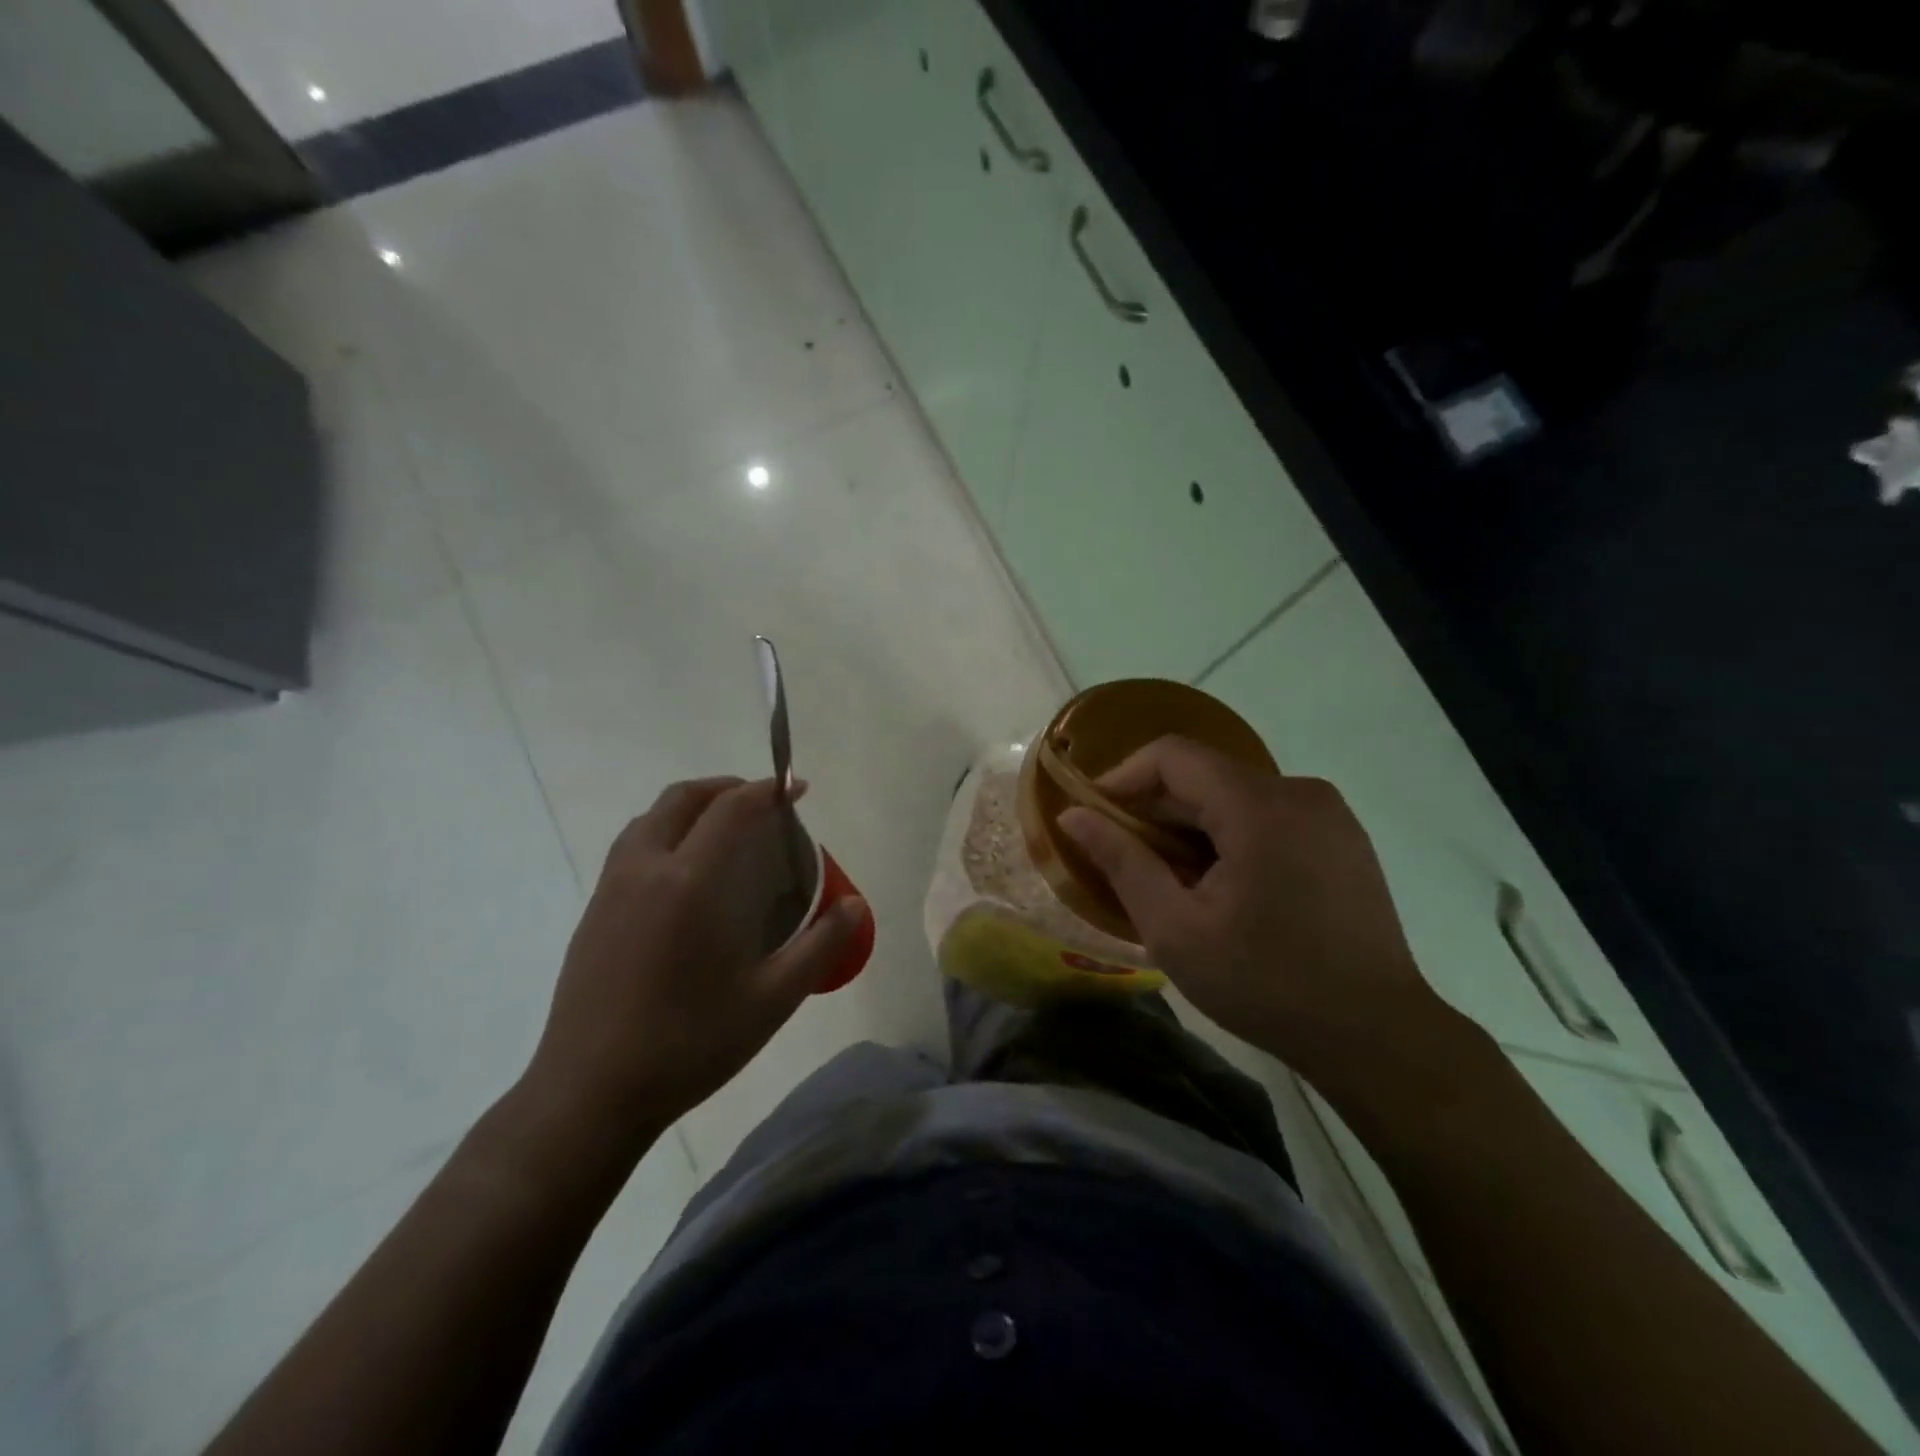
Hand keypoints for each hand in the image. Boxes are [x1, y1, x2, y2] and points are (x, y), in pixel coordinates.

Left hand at [521, 777, 866, 1157]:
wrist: (589, 1096)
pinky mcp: (592, 914)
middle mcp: (644, 870)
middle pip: (682, 798)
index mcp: (689, 881)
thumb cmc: (688, 1044)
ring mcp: (610, 890)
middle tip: (761, 805)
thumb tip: (855, 906)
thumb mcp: (772, 999)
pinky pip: (631, 849)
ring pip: (649, 819)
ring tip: (724, 833)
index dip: (768, 789)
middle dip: (726, 788)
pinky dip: (664, 835)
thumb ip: (820, 946)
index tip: (797, 790)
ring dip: (690, 809)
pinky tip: (685, 879)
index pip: (731, 808)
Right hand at [1059, 737, 1451, 1080]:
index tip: (1096, 819)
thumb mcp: (1175, 929)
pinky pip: (1269, 815)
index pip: (1172, 755)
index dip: (1123, 778)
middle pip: (1205, 775)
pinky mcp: (1343, 837)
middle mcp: (1299, 791)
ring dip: (1192, 826)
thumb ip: (1121, 861)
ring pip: (1236, 795)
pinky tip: (1224, 887)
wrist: (1377, 1035)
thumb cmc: (1266, 983)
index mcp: (1258, 805)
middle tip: (1127, 861)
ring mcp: (1329, 813)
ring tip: (1173, 881)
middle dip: (1156, 810)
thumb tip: (1073, 815)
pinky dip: (1231, 835)